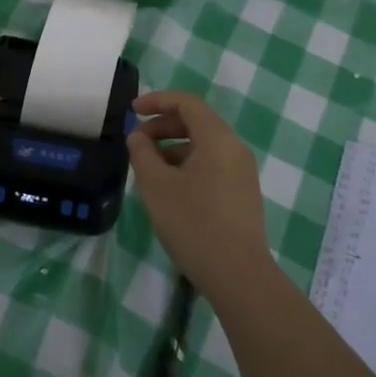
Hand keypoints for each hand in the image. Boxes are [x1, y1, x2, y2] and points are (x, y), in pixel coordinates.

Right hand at [128, 90, 274, 302]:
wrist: (239, 276)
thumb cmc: (194, 224)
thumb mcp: (157, 186)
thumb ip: (142, 154)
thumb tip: (138, 137)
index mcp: (217, 138)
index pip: (186, 102)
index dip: (157, 100)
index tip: (132, 110)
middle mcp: (234, 148)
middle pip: (196, 122)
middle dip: (163, 126)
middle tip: (136, 142)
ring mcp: (242, 172)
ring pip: (203, 145)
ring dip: (173, 148)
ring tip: (148, 169)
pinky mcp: (243, 193)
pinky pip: (212, 164)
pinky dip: (187, 165)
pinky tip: (170, 189)